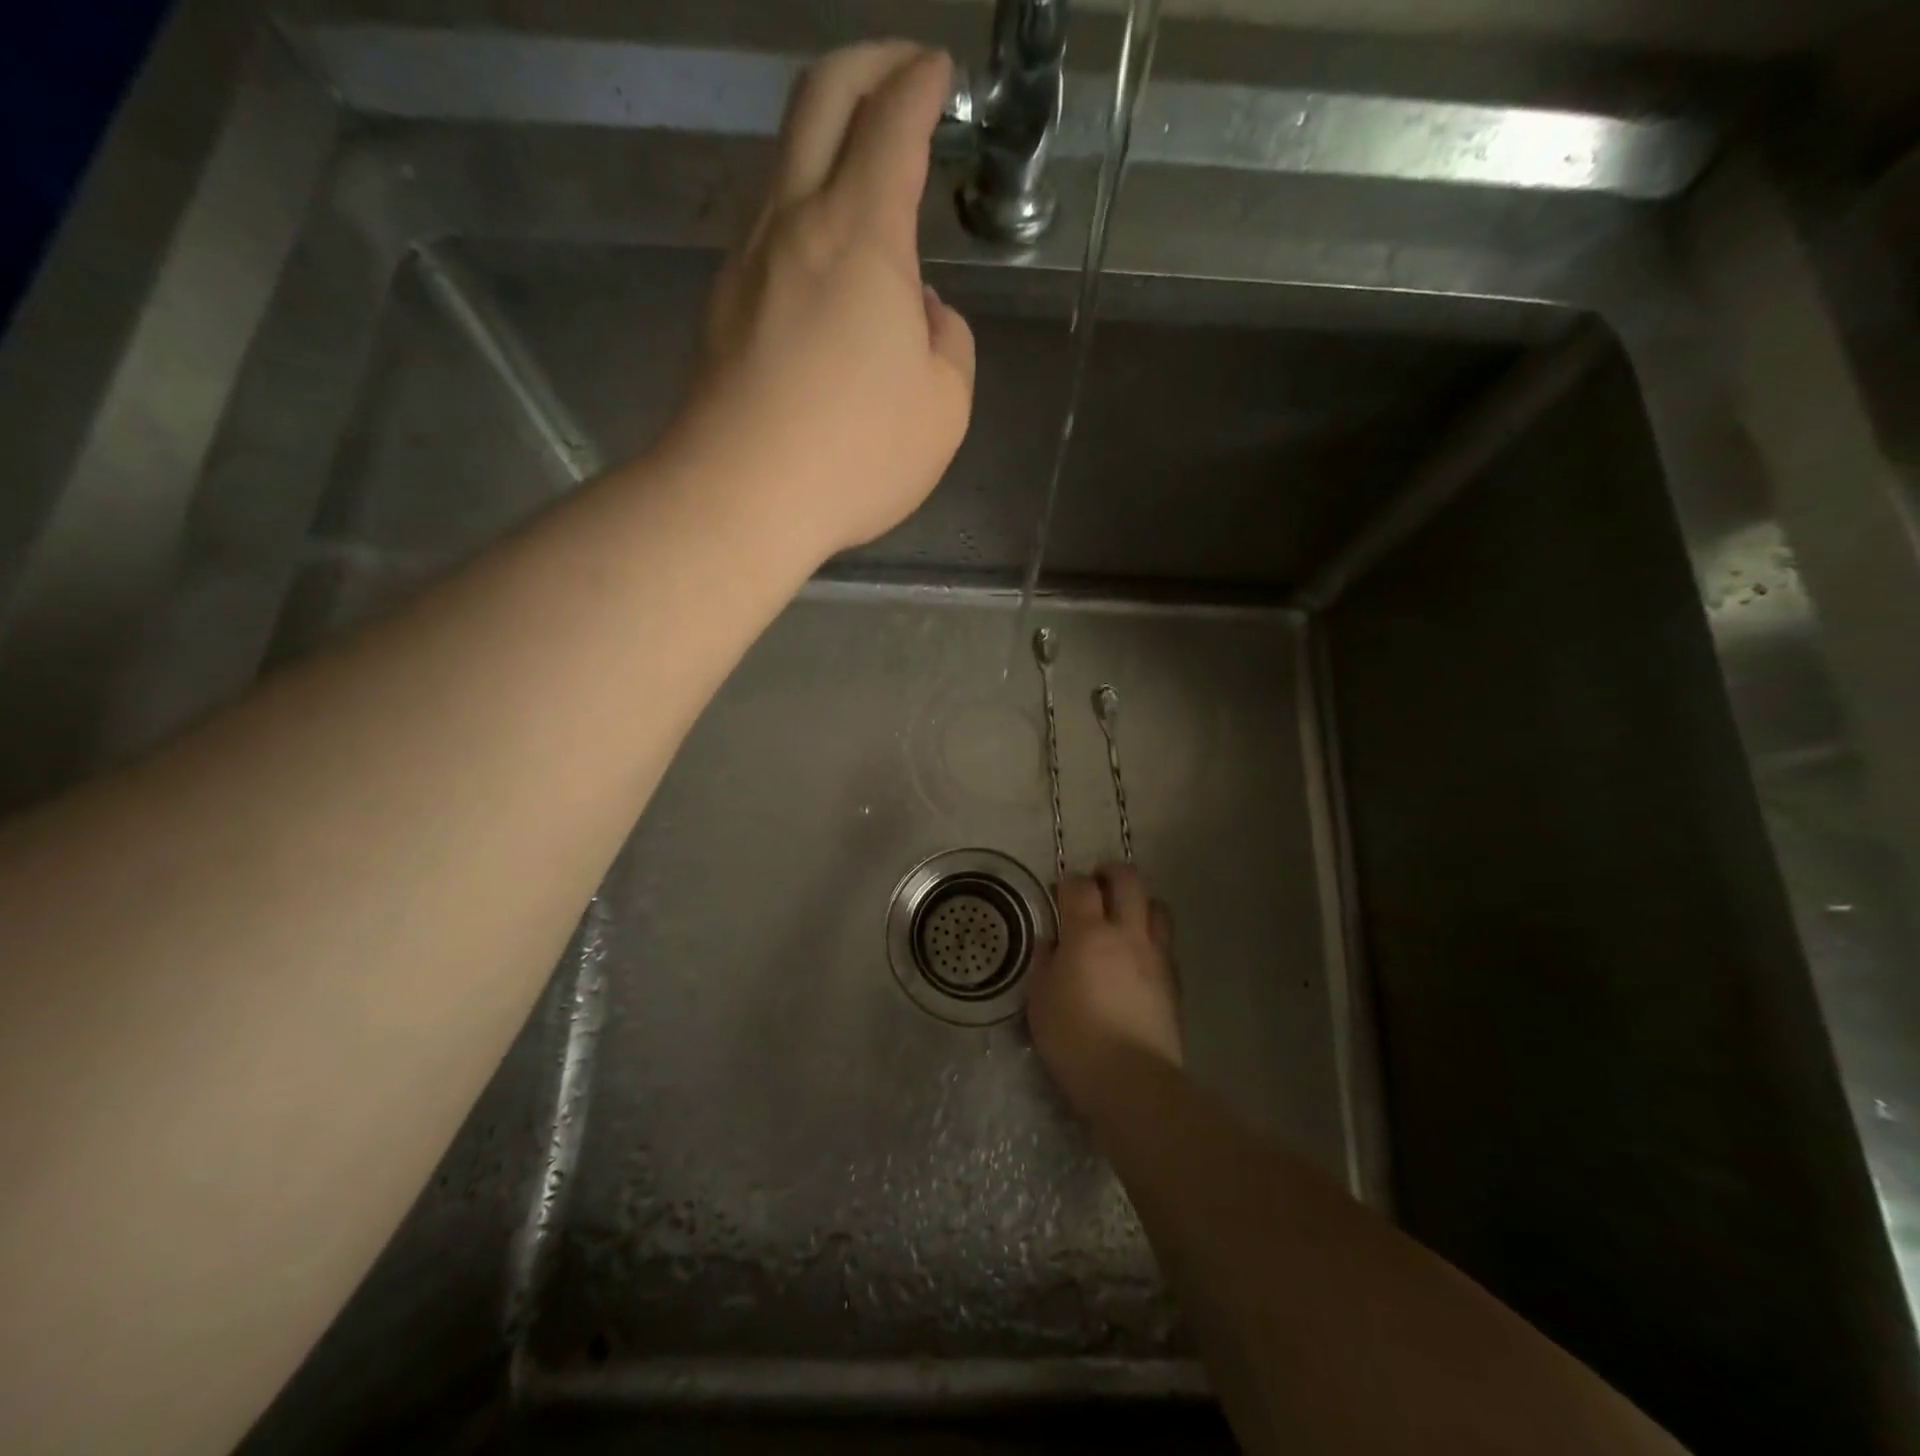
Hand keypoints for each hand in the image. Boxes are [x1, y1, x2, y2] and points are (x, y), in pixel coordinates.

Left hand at [668, 42, 975, 560]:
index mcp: (862, 234)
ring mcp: (748, 260)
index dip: (922, 82)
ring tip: (869, 172)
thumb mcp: (944, 407)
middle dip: (867, 63)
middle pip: (820, 98)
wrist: (739, 496)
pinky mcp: (724, 304)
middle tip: (902, 71)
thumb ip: (948, 341)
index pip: (892, 120)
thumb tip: (920, 309)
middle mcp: (796, 222)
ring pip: (785, 161)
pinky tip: (831, 259)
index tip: (941, 73)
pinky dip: (807, 210)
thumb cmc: (855, 454)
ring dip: (828, 141)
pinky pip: (770, 228)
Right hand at [1027, 864, 1181, 1108]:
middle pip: (1128, 880)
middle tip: (1096, 884)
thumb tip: (1053, 943)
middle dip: (1111, 873)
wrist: (1131, 1080)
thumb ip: (1045, 962)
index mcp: (1088, 933)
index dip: (1069, 882)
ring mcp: (1156, 955)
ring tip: (1124, 917)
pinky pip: (1165, 943)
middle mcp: (1127, 933)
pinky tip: (1139, 958)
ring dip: (1139, 902)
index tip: (1059, 892)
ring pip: (1157, 906)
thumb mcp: (1040, 999)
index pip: (1080, 886)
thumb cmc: (1074, 1038)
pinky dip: (1152, 938)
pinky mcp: (1174, 981)